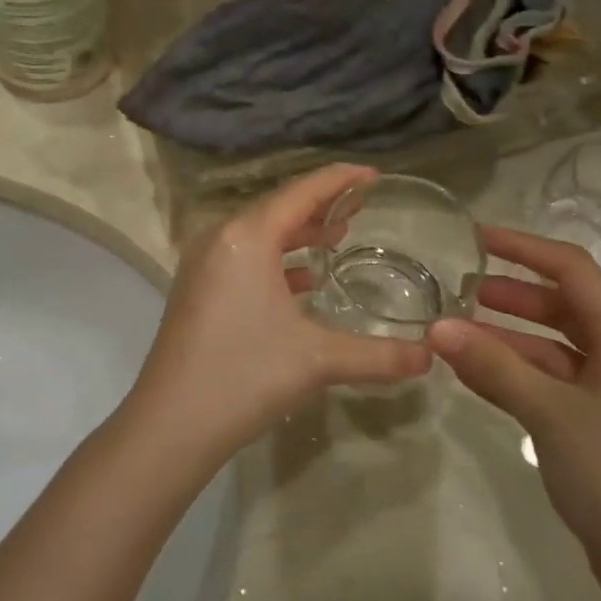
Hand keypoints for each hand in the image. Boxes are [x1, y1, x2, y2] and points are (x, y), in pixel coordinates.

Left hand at [130, 164, 428, 459]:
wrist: (171, 424)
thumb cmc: (245, 375)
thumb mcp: (318, 360)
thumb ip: (379, 356)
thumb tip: (430, 357)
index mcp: (246, 237)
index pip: (301, 192)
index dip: (339, 180)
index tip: (374, 175)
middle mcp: (220, 238)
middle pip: (278, 207)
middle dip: (321, 205)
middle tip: (362, 208)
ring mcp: (203, 263)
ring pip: (259, 233)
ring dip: (298, 233)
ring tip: (337, 238)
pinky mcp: (197, 288)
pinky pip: (244, 257)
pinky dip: (276, 259)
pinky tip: (303, 281)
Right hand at [430, 226, 600, 600]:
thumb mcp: (550, 413)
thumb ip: (493, 366)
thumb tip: (436, 327)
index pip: (572, 270)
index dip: (523, 247)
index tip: (474, 236)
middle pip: (566, 306)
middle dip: (513, 295)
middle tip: (460, 289)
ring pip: (559, 347)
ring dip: (511, 338)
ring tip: (458, 333)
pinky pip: (560, 382)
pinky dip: (522, 374)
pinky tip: (479, 377)